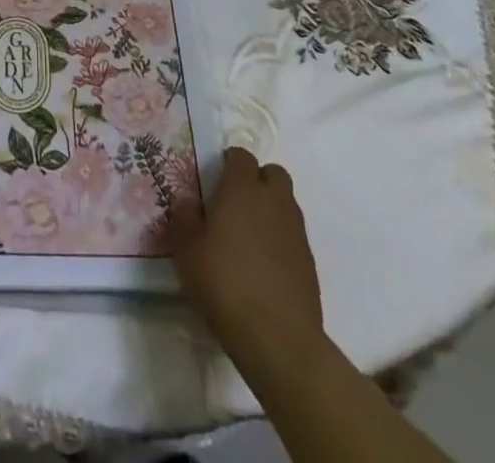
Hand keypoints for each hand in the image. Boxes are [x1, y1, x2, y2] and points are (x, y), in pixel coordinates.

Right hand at [170, 147, 327, 373]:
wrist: (278, 338)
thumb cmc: (224, 281)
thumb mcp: (186, 248)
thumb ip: (184, 216)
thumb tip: (187, 199)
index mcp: (243, 188)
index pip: (241, 156)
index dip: (229, 162)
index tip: (216, 178)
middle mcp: (274, 201)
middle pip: (273, 174)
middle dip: (257, 180)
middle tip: (235, 202)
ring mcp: (296, 232)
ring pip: (286, 204)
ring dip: (270, 209)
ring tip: (248, 236)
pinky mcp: (309, 263)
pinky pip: (293, 236)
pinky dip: (280, 239)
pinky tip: (264, 265)